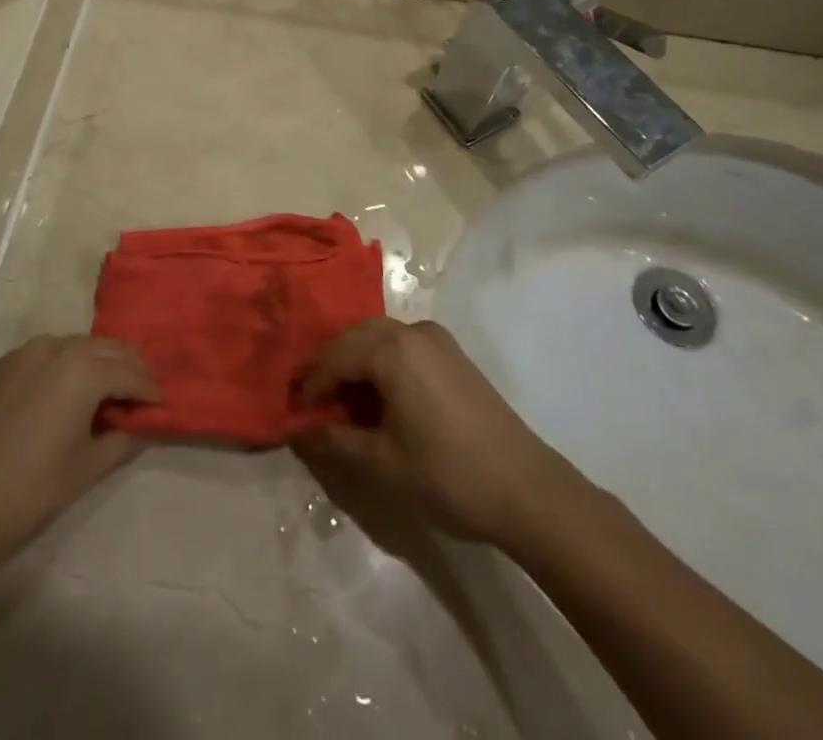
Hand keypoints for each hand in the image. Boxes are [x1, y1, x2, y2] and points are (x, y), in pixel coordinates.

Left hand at [0, 336, 158, 579]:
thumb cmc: (30, 492)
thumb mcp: (87, 468)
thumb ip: (122, 439)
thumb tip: (141, 425)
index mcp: (82, 369)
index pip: (130, 372)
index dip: (150, 390)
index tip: (162, 405)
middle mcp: (54, 348)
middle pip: (105, 348)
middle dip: (128, 367)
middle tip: (142, 392)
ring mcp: (21, 355)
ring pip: (74, 347)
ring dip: (96, 363)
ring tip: (107, 392)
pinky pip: (43, 357)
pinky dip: (63, 367)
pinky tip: (64, 395)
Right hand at [295, 318, 574, 545]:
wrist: (528, 491)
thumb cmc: (448, 475)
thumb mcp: (381, 465)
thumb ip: (334, 442)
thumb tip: (299, 431)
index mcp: (392, 349)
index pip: (335, 356)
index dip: (311, 384)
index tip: (294, 412)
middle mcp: (413, 331)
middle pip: (356, 337)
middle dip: (331, 366)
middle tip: (314, 403)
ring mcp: (438, 341)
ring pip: (380, 338)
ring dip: (357, 363)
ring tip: (344, 403)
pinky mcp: (455, 356)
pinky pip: (404, 347)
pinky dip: (383, 364)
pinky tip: (381, 400)